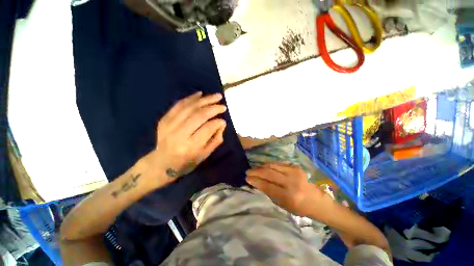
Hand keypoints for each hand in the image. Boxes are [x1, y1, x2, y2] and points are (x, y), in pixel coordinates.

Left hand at [149, 91, 226, 182]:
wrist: (161, 163)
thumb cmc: (186, 162)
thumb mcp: (204, 155)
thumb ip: (216, 139)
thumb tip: (222, 123)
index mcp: (190, 147)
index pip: (207, 128)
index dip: (217, 122)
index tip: (223, 120)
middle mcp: (179, 134)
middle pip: (199, 115)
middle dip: (213, 108)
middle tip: (222, 105)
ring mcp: (169, 125)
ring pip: (190, 107)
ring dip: (204, 100)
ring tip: (216, 96)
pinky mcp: (164, 120)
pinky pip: (179, 105)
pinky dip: (190, 98)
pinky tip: (200, 94)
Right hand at [246, 163, 322, 216]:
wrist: (318, 201)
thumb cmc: (300, 207)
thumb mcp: (284, 206)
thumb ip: (270, 194)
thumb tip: (258, 183)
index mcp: (289, 196)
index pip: (267, 186)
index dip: (256, 181)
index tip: (247, 179)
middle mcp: (291, 183)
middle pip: (269, 173)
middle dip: (256, 172)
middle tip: (248, 171)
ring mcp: (294, 173)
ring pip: (272, 166)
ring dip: (261, 167)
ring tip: (255, 168)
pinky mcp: (296, 167)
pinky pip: (278, 164)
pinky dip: (269, 165)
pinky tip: (264, 167)